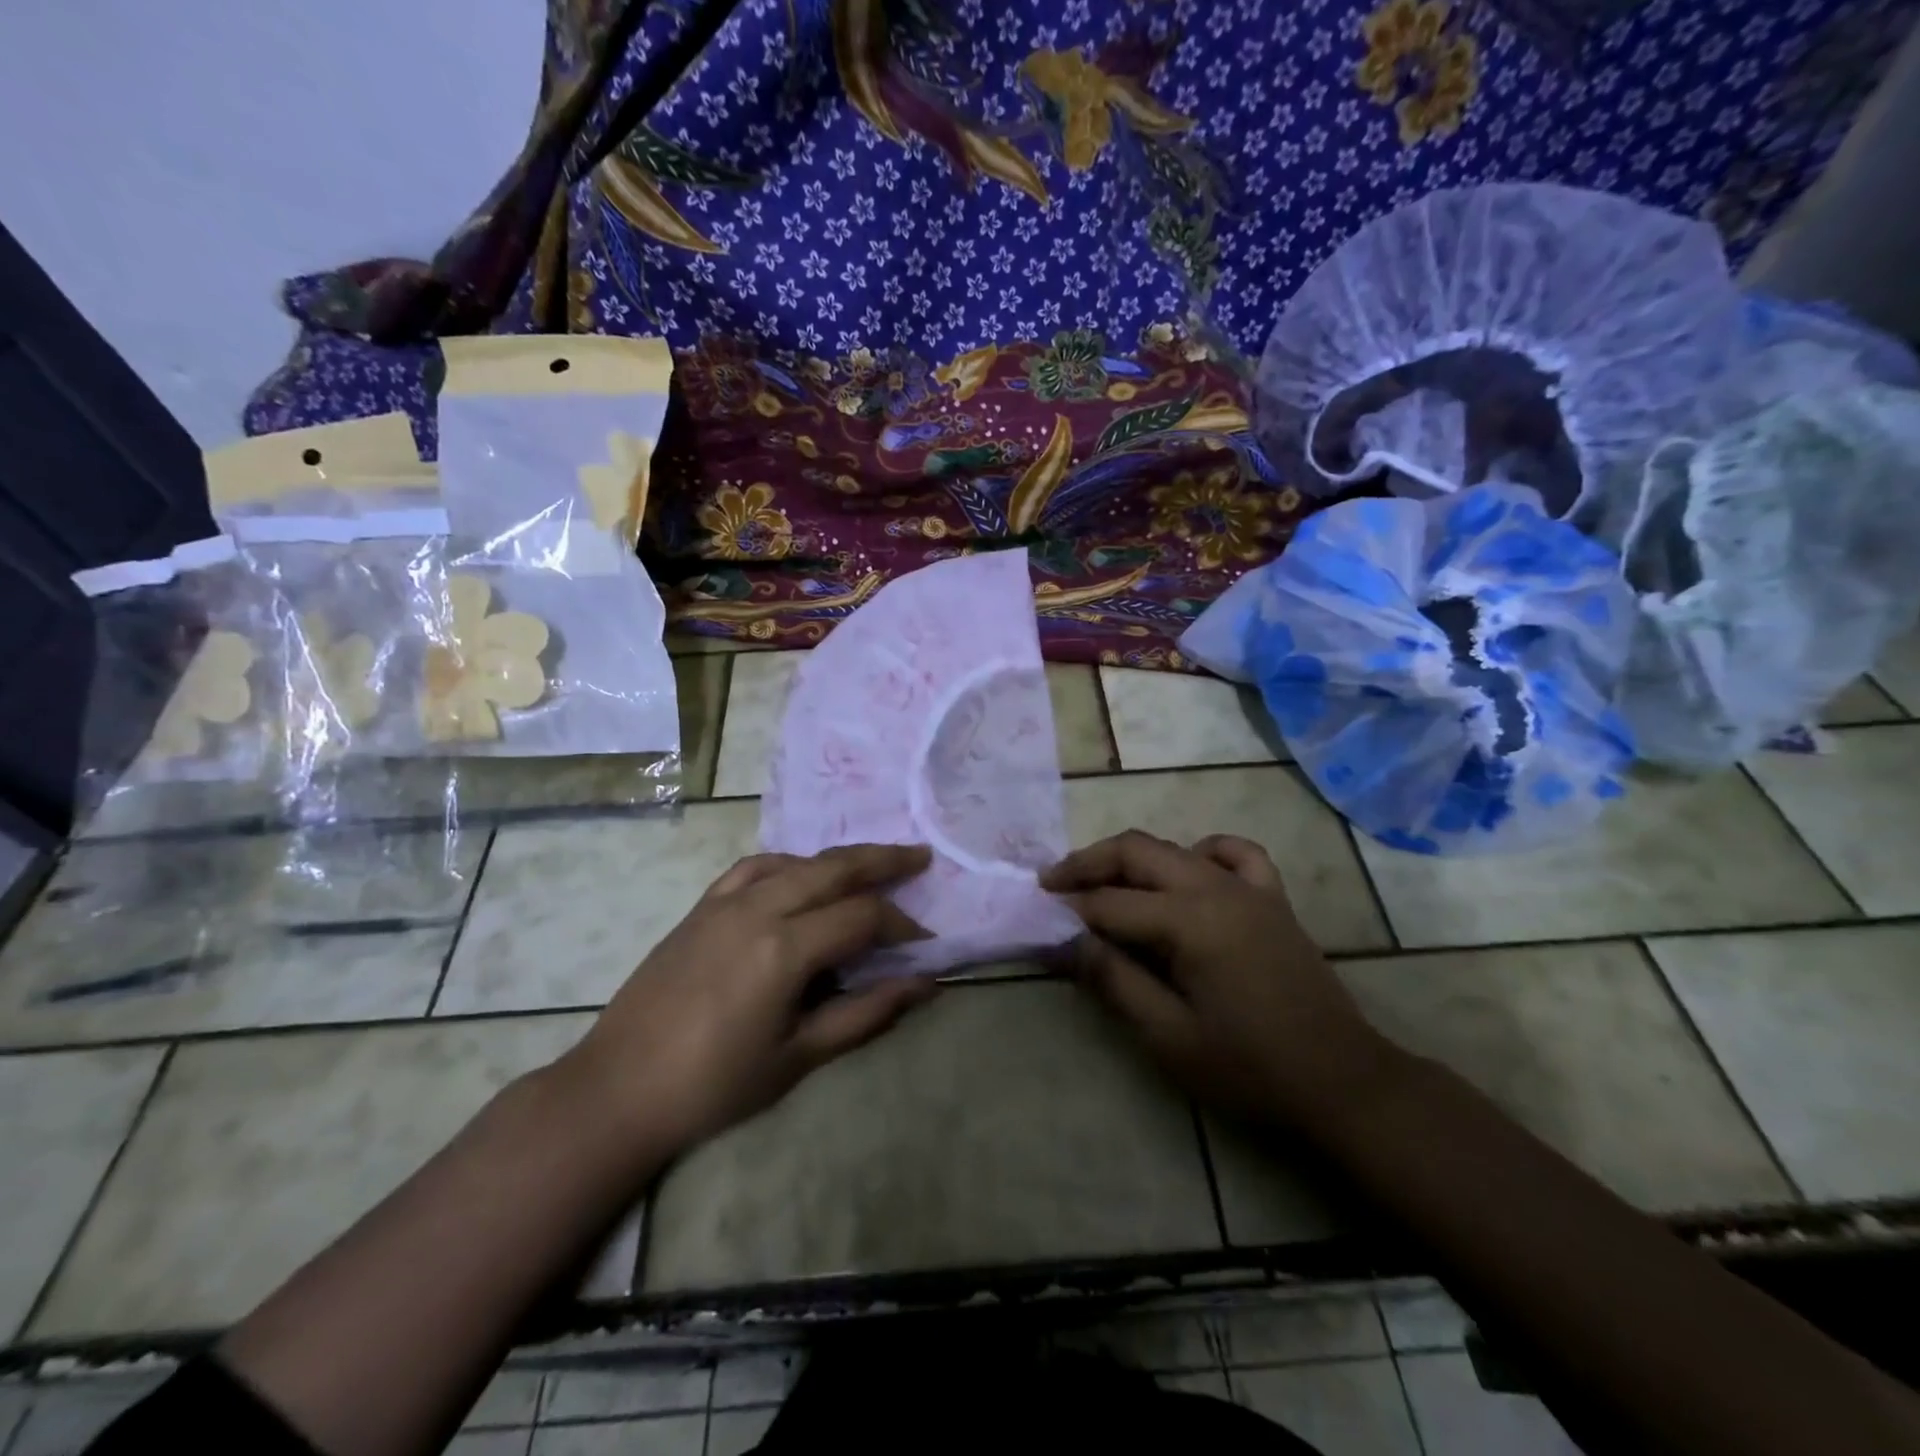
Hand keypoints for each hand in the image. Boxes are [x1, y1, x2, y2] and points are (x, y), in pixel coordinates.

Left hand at [561, 844, 938, 1155]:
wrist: (619, 1088)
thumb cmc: (714, 1084)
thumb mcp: (799, 1056)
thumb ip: (866, 1013)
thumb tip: (924, 985)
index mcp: (785, 948)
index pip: (862, 917)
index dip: (902, 925)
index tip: (925, 943)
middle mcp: (759, 908)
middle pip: (835, 868)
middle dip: (883, 860)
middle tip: (920, 858)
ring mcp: (726, 902)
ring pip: (798, 862)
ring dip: (840, 859)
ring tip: (872, 863)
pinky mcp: (702, 907)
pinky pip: (755, 867)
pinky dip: (790, 864)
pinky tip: (801, 875)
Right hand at [1042, 831, 1395, 1125]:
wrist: (1341, 1081)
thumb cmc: (1250, 1068)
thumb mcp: (1170, 1037)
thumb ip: (1115, 982)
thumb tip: (1067, 943)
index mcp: (1190, 921)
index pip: (1111, 903)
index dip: (1070, 909)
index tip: (1038, 918)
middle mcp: (1215, 888)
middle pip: (1136, 851)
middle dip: (1088, 863)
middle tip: (1053, 884)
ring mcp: (1248, 888)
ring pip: (1174, 848)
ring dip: (1132, 858)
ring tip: (1103, 882)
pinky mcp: (1271, 898)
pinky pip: (1234, 853)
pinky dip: (1202, 852)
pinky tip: (1189, 871)